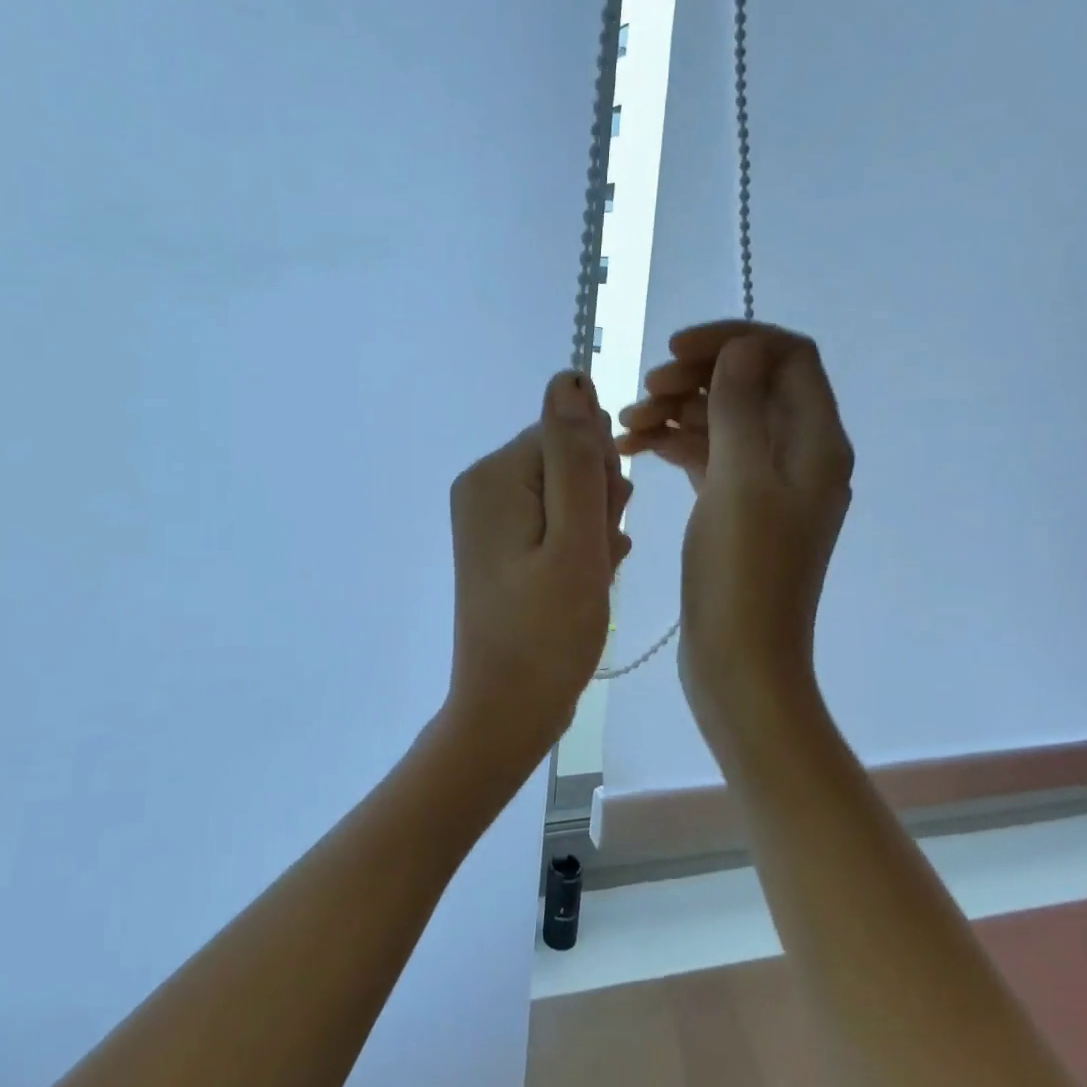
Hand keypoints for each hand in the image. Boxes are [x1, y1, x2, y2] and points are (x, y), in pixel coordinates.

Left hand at [443, 371, 632, 777]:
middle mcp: (482, 485)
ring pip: (567, 492)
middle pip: (566, 459)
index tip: (603, 526)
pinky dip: (578, 546)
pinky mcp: (499, 544)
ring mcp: (488, 516)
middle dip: (598, 502)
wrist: (507, 710)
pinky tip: (583, 582)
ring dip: (594, 527)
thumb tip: (570, 376)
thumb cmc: (548, 632)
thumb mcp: (576, 539)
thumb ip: (575, 456)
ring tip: (591, 575)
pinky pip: (554, 520)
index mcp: (495, 476)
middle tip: (595, 557)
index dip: (601, 477)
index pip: (570, 433)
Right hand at [616, 321, 852, 723]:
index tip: (674, 352)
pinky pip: (707, 457)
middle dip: (696, 378)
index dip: (733, 341)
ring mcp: (766, 484)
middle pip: (751, 384)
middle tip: (644, 393)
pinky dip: (672, 446)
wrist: (740, 663)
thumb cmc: (743, 574)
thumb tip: (741, 348)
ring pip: (723, 421)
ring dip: (676, 413)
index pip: (787, 356)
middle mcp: (797, 455)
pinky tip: (632, 451)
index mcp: (815, 442)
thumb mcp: (740, 482)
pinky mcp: (736, 509)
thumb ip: (741, 407)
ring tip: (624, 428)